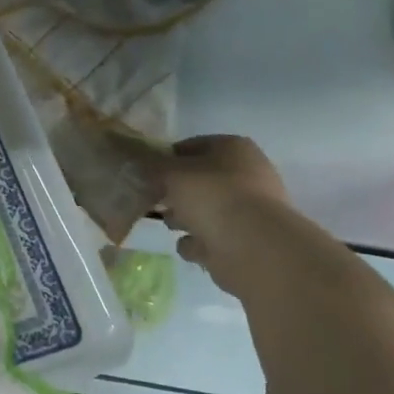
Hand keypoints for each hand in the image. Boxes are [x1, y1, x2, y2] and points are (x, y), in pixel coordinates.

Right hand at [131, 135, 290, 298]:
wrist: (253, 247)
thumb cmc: (212, 196)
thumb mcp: (171, 173)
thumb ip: (152, 166)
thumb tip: (140, 164)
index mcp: (233, 149)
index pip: (190, 147)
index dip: (165, 159)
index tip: (145, 175)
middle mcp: (245, 174)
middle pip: (198, 181)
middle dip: (174, 193)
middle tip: (157, 201)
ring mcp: (247, 209)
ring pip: (204, 210)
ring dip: (185, 219)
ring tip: (174, 225)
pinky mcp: (245, 241)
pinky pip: (211, 239)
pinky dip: (198, 244)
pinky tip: (192, 247)